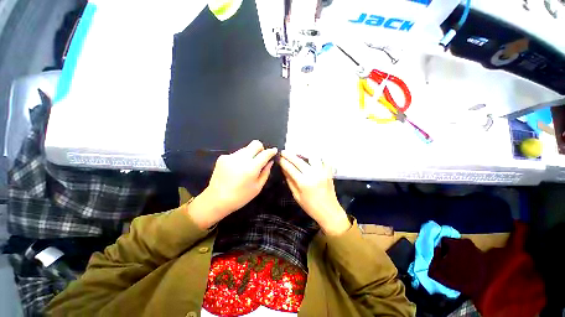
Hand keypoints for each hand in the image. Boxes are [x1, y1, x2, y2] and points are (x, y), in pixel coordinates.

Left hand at [188, 140, 277, 228]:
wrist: (216, 200)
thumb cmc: (240, 197)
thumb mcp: (257, 187)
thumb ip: (266, 172)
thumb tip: (270, 161)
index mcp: (251, 168)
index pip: (265, 154)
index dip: (271, 151)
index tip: (274, 151)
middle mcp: (241, 159)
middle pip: (255, 144)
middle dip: (261, 149)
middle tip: (261, 158)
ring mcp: (230, 156)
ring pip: (246, 148)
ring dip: (250, 154)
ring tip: (247, 166)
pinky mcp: (223, 157)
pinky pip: (237, 153)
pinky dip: (240, 158)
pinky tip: (237, 168)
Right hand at [279, 151, 350, 235]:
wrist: (329, 212)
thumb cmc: (311, 207)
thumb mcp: (297, 196)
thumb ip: (290, 181)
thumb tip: (284, 170)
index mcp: (303, 183)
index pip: (290, 168)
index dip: (283, 162)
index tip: (278, 158)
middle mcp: (313, 175)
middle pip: (299, 160)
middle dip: (289, 155)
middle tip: (283, 152)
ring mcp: (322, 172)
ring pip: (311, 157)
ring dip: (303, 154)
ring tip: (298, 155)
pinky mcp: (328, 172)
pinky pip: (323, 160)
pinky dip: (317, 158)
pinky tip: (312, 159)